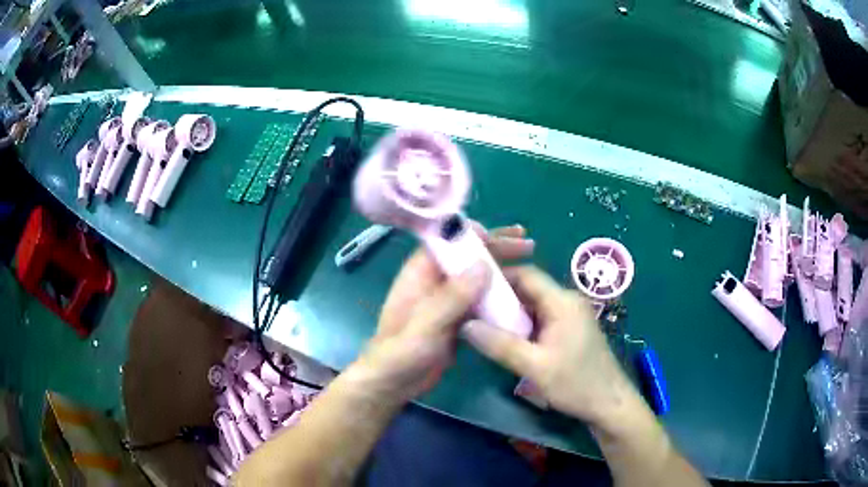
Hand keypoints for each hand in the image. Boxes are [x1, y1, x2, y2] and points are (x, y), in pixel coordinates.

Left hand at [353, 224, 534, 403]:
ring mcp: (447, 301)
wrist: (394, 384)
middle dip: (497, 248)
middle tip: (527, 244)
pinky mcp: (457, 319)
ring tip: (530, 262)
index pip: (448, 241)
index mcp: (420, 273)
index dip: (474, 234)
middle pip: (468, 256)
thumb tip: (484, 264)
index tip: (501, 235)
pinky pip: (481, 300)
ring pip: (477, 277)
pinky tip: (519, 295)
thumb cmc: (402, 353)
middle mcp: (435, 281)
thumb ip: (453, 296)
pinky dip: (499, 294)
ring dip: (502, 269)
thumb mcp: (427, 324)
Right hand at [463, 266, 635, 426]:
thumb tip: (465, 324)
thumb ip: (500, 345)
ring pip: (533, 305)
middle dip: (500, 298)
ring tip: (483, 326)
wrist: (610, 404)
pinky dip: (523, 325)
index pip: (525, 274)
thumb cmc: (576, 384)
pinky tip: (507, 340)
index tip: (470, 288)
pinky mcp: (571, 329)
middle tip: (471, 311)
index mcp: (562, 301)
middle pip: (528, 288)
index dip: (497, 277)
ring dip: (510, 314)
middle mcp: (567, 301)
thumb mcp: (534, 367)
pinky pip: (541, 318)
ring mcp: (571, 315)